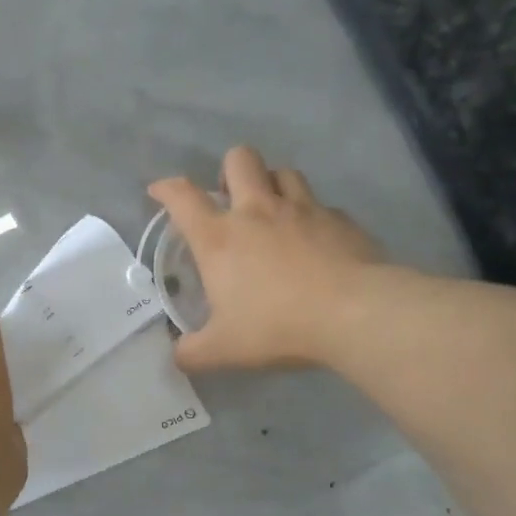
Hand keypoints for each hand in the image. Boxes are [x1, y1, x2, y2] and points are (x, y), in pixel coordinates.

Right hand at [149, 146, 388, 372]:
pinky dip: (313, 216)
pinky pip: (322, 205)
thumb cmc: (277, 326)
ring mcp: (303, 209)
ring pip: (284, 172)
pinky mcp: (341, 220)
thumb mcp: (224, 350)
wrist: (355, 314)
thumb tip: (177, 356)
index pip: (182, 197)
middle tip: (231, 199)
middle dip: (230, 170)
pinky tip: (316, 240)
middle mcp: (258, 211)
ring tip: (273, 211)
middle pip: (240, 159)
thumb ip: (193, 352)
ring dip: (273, 184)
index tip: (159, 191)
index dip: (166, 188)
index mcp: (220, 237)